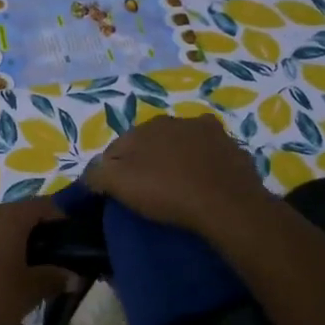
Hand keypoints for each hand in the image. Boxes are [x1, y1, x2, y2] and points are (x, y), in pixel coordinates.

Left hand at [0, 198, 69, 324]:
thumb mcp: (30, 292)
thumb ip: (54, 278)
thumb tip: (73, 276)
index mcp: (7, 218)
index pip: (42, 205)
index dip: (61, 218)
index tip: (72, 239)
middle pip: (16, 215)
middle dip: (35, 232)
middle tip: (50, 258)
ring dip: (10, 243)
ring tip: (23, 270)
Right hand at [83, 113, 272, 237]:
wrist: (227, 204)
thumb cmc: (167, 192)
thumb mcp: (119, 185)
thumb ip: (97, 174)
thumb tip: (91, 172)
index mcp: (145, 126)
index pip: (117, 147)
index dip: (112, 170)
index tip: (116, 192)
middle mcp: (176, 120)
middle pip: (150, 143)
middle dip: (145, 161)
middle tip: (147, 191)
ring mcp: (208, 131)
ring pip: (181, 145)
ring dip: (176, 160)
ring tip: (177, 189)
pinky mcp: (233, 148)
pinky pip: (210, 155)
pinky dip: (204, 165)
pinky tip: (204, 184)